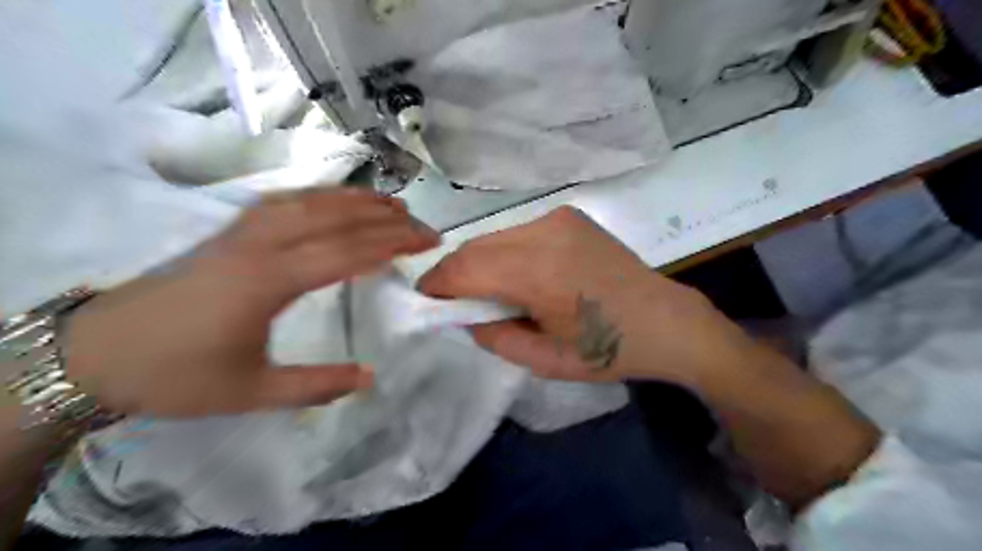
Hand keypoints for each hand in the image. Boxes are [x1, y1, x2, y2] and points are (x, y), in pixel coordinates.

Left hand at [62, 187, 439, 414]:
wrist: (100, 352)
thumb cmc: (178, 375)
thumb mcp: (252, 393)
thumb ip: (316, 386)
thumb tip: (369, 376)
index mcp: (268, 281)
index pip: (346, 251)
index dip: (392, 243)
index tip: (427, 241)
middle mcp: (259, 245)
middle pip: (335, 219)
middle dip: (386, 219)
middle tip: (423, 225)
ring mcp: (242, 231)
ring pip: (310, 201)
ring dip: (356, 199)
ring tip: (392, 203)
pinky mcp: (231, 230)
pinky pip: (284, 200)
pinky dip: (319, 196)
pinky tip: (335, 201)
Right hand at [420, 208, 758, 386]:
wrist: (666, 321)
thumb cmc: (608, 349)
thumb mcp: (544, 359)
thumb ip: (492, 335)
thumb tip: (462, 314)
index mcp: (539, 272)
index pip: (464, 268)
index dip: (437, 284)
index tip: (427, 302)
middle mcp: (544, 232)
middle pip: (475, 247)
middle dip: (455, 274)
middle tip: (456, 302)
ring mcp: (558, 218)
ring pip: (494, 238)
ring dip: (481, 263)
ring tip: (491, 292)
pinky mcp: (568, 216)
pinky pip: (518, 233)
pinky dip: (506, 254)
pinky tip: (521, 276)